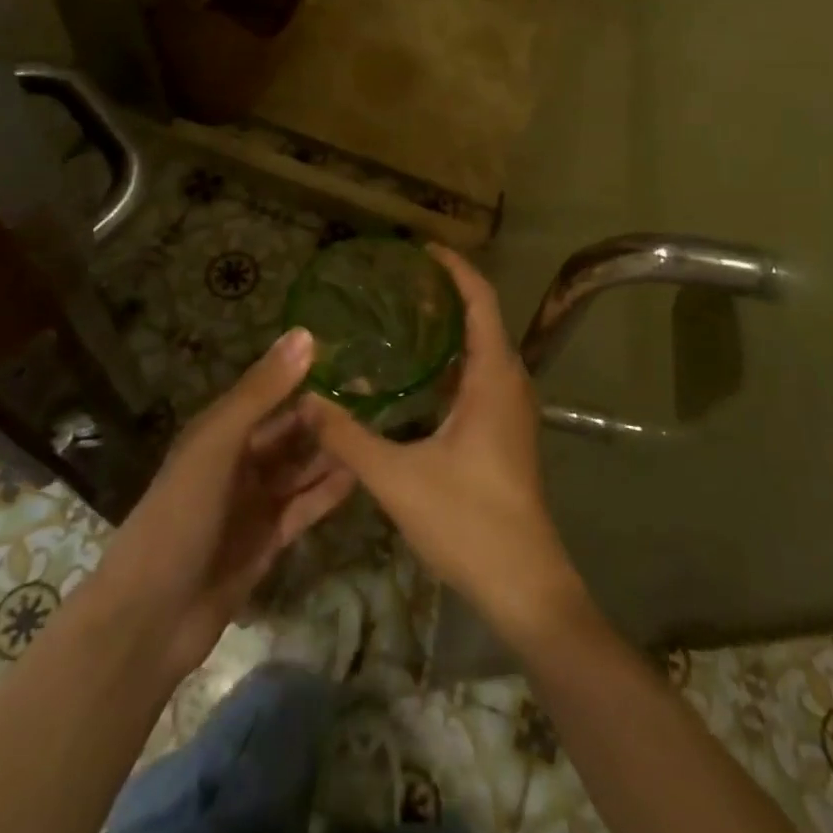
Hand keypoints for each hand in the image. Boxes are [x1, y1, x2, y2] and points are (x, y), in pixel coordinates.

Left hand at [98, 328, 354, 679]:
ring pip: (302, 467)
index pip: (270, 393)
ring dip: (332, 452)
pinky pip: (306, 506)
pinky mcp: (269, 540)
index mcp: (220, 432)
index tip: (350, 359)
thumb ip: (262, 391)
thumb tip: (307, 334)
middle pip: (290, 431)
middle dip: (327, 415)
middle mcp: (239, 462)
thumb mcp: (217, 444)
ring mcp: (254, 503)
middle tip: (376, 397)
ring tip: (377, 431)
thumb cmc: (179, 516)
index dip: (305, 376)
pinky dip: (329, 490)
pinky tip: (361, 475)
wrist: (149, 621)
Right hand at [299, 247, 587, 641]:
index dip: (455, 268)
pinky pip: (481, 377)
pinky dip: (453, 362)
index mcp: (494, 376)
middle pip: (483, 318)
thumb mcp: (398, 477)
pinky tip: (418, 377)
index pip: (480, 300)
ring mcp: (512, 408)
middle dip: (447, 294)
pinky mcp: (507, 431)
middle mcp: (510, 382)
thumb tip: (308, 398)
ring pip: (483, 350)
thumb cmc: (467, 520)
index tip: (422, 249)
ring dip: (451, 329)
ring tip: (404, 317)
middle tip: (400, 282)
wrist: (524, 583)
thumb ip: (349, 437)